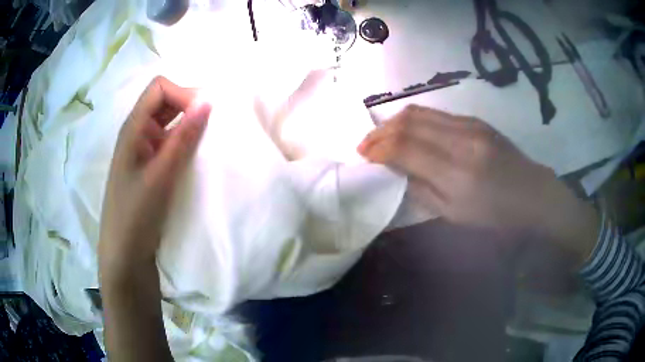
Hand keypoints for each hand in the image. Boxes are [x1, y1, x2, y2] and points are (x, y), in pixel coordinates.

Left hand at [99, 76, 210, 277]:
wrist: (125, 254)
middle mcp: (137, 132)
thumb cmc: (135, 214)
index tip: (203, 115)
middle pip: (164, 101)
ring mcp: (143, 149)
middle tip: (211, 126)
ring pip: (168, 122)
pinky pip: (169, 142)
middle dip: (188, 106)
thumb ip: (183, 138)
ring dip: (188, 125)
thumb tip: (208, 101)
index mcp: (133, 128)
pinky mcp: (149, 166)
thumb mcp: (160, 176)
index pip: (160, 88)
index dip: (183, 93)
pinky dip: (184, 142)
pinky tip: (195, 156)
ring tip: (206, 141)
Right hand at [359, 105, 598, 261]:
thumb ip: (421, 190)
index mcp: (457, 172)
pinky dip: (414, 120)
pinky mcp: (475, 120)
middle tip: (365, 144)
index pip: (405, 148)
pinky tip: (408, 131)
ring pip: (420, 112)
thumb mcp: (455, 215)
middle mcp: (461, 140)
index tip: (363, 156)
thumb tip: (395, 170)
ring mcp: (470, 125)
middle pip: (408, 122)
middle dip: (380, 131)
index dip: (378, 149)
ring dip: (394, 122)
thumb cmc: (496, 216)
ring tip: (381, 136)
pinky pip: (436, 114)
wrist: (533, 194)